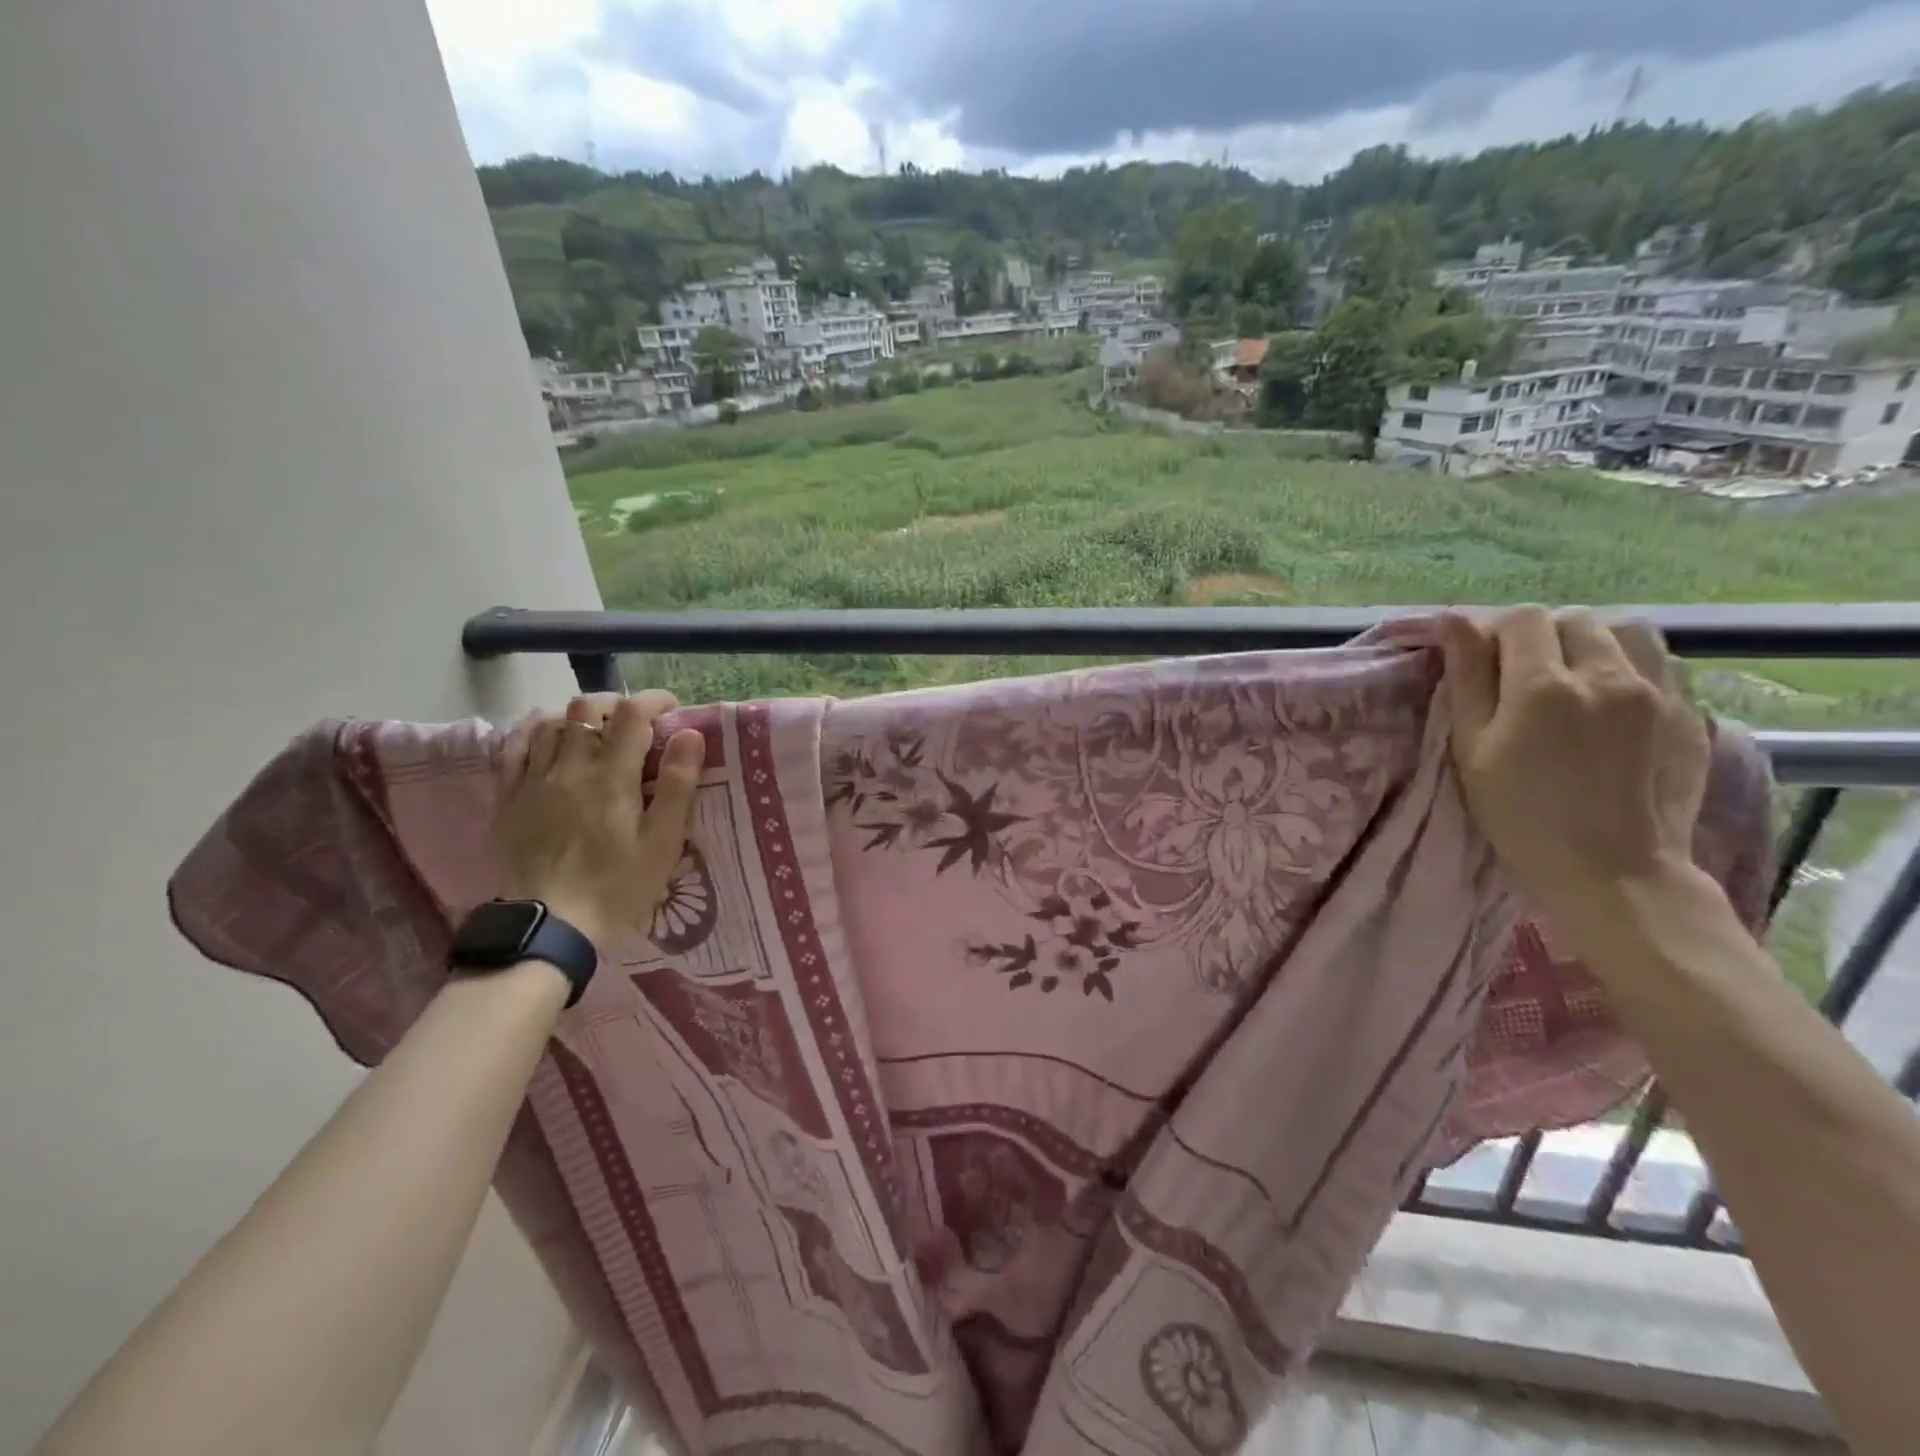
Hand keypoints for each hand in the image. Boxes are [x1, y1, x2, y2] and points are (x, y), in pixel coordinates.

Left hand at [492, 691, 705, 951]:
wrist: (550, 927)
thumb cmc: (618, 886)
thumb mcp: (662, 843)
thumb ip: (677, 785)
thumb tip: (690, 734)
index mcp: (612, 777)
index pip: (632, 715)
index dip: (653, 702)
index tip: (670, 709)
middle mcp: (570, 767)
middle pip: (587, 710)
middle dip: (616, 706)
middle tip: (635, 726)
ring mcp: (533, 780)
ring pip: (551, 722)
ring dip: (578, 718)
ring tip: (596, 733)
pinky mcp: (508, 797)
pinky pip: (514, 747)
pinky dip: (534, 730)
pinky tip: (548, 733)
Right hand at [1437, 607, 1710, 921]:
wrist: (1613, 871)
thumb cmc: (1521, 815)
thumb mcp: (1473, 749)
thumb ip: (1466, 679)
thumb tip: (1452, 620)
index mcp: (1544, 686)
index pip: (1522, 619)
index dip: (1496, 631)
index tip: (1483, 660)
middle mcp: (1608, 676)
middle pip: (1574, 619)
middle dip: (1542, 636)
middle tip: (1522, 675)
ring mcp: (1659, 692)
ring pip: (1627, 630)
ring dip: (1593, 641)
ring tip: (1574, 677)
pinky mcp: (1690, 712)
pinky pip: (1662, 661)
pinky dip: (1631, 664)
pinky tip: (1612, 698)